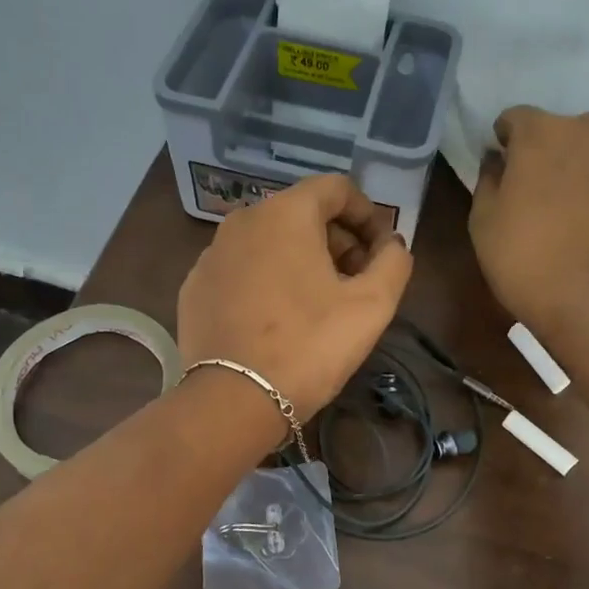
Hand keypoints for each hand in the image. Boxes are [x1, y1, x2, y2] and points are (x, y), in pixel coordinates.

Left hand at [178, 175, 412, 423]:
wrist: (233, 400)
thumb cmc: (309, 346)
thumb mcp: (372, 305)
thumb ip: (394, 261)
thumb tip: (391, 244)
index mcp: (286, 212)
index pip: (337, 188)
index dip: (368, 215)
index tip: (381, 253)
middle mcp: (242, 220)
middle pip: (302, 213)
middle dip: (337, 240)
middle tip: (356, 282)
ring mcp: (211, 254)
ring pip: (269, 242)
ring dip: (301, 260)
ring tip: (318, 304)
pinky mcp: (194, 287)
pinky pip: (241, 270)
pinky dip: (265, 281)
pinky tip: (276, 320)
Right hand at [469, 104, 588, 328]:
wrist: (579, 295)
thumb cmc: (520, 259)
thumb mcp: (482, 221)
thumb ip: (488, 180)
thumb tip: (498, 159)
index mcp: (536, 135)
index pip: (516, 120)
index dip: (507, 140)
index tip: (505, 164)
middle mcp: (583, 129)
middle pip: (562, 125)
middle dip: (549, 147)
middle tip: (543, 185)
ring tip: (586, 176)